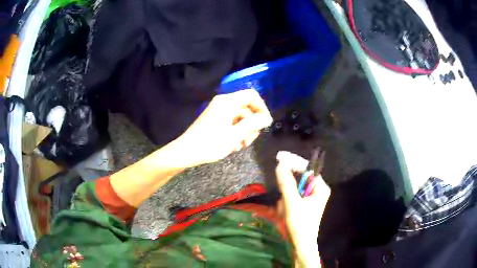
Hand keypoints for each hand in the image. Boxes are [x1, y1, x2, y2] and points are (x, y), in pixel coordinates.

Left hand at [175, 89, 272, 166]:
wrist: (186, 152)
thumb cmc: (210, 144)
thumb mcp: (235, 135)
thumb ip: (253, 124)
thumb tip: (267, 118)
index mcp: (228, 102)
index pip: (252, 96)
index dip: (262, 108)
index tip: (265, 124)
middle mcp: (224, 103)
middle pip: (247, 108)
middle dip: (252, 125)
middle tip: (248, 141)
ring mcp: (219, 111)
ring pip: (241, 117)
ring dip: (244, 132)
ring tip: (239, 146)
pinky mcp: (216, 119)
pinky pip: (233, 122)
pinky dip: (236, 133)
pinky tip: (233, 145)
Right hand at [275, 151, 329, 266]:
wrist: (300, 245)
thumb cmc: (299, 224)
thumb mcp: (292, 203)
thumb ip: (287, 183)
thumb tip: (281, 164)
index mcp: (320, 188)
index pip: (307, 168)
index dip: (293, 161)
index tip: (279, 156)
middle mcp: (318, 190)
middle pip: (302, 175)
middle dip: (289, 176)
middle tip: (277, 173)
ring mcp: (312, 197)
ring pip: (297, 185)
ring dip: (287, 189)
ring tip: (281, 199)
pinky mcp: (305, 204)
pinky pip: (295, 194)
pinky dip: (287, 196)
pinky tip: (282, 206)